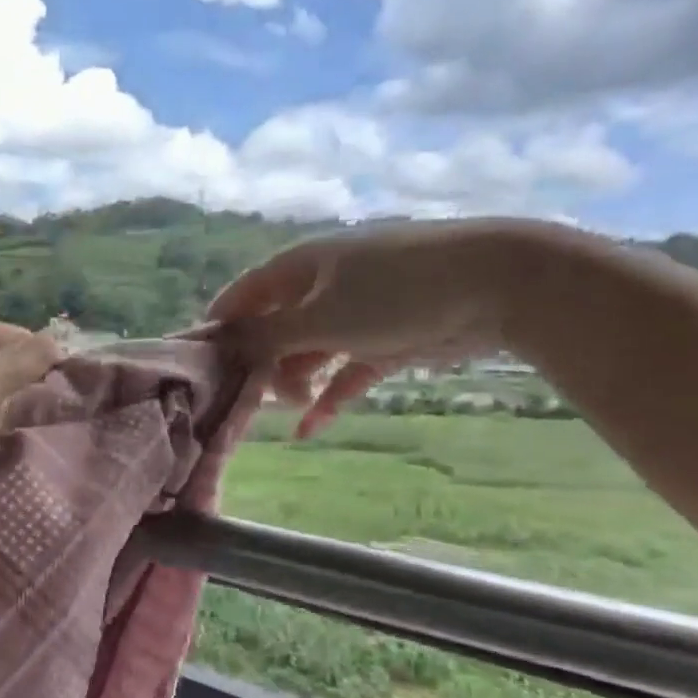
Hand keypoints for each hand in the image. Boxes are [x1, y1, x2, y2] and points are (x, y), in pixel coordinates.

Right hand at [208, 219, 559, 435]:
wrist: (498, 283)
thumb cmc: (396, 292)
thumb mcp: (321, 316)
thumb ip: (267, 336)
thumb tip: (222, 345)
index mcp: (301, 267)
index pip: (244, 294)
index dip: (220, 326)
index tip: (199, 365)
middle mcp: (322, 287)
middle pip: (274, 327)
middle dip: (260, 363)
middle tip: (250, 400)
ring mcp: (356, 313)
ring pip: (309, 352)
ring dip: (294, 382)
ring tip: (288, 411)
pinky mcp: (386, 340)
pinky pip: (345, 372)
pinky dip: (329, 398)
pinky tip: (310, 431)